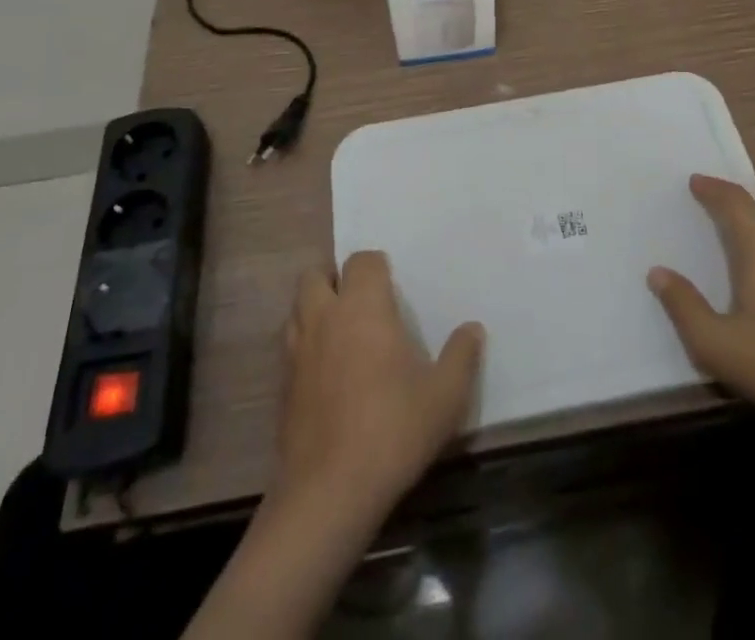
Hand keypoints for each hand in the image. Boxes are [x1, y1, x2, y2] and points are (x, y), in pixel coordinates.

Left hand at [275, 250, 483, 520]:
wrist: (329, 494)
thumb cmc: (393, 431)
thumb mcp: (445, 396)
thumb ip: (461, 356)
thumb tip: (473, 329)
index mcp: (363, 307)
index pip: (361, 260)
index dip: (376, 268)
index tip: (392, 287)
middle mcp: (325, 318)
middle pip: (315, 276)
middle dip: (335, 280)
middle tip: (361, 303)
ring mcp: (297, 352)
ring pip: (297, 309)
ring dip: (315, 310)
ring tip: (341, 333)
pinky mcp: (282, 387)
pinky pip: (290, 348)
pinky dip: (305, 347)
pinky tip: (326, 375)